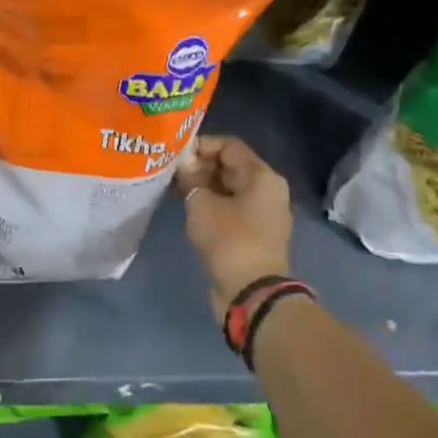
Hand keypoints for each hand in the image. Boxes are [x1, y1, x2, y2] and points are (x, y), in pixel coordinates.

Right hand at [174, 135, 293, 318]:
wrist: (251, 292)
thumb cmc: (229, 240)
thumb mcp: (201, 204)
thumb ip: (190, 179)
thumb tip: (183, 165)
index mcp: (262, 176)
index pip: (229, 146)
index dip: (201, 145)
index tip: (175, 154)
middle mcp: (267, 190)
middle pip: (230, 166)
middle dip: (199, 166)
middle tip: (170, 171)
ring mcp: (262, 213)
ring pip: (228, 188)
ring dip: (202, 186)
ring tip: (173, 188)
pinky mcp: (253, 233)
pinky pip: (229, 208)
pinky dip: (210, 204)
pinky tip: (187, 207)